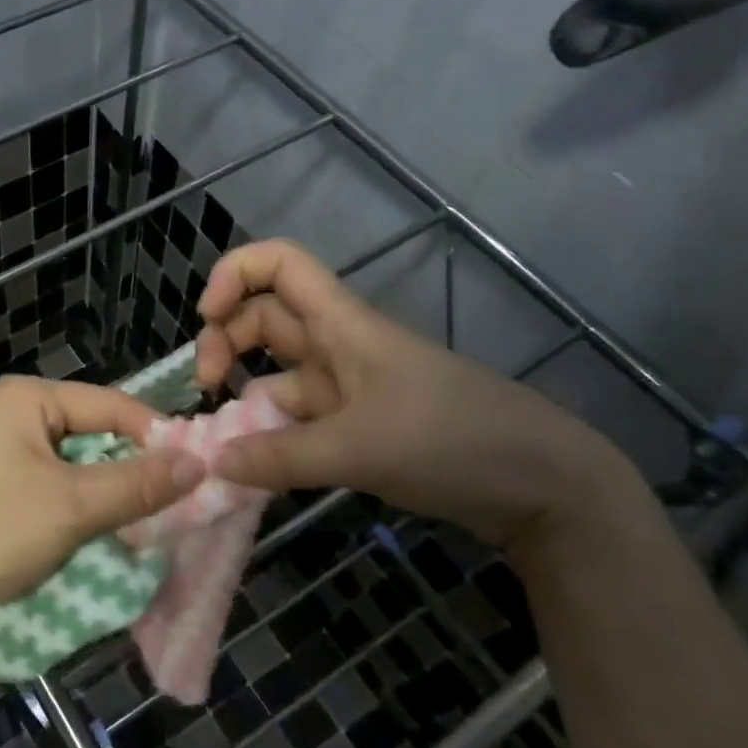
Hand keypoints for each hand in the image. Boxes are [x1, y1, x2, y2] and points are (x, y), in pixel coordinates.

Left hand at [0, 377, 204, 639]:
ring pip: (76, 465)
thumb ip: (137, 483)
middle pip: (93, 433)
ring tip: (150, 521)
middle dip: (133, 468)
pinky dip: (81, 508)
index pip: (111, 404)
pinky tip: (105, 532)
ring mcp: (1, 453)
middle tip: (180, 501)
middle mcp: (14, 415)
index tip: (200, 471)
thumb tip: (200, 462)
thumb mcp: (72, 505)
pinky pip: (54, 488)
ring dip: (109, 493)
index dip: (157, 436)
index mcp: (27, 398)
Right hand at [193, 240, 632, 547]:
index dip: (233, 274)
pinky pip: (297, 421)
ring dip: (244, 397)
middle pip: (263, 319)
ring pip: (276, 374)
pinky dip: (270, 437)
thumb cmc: (452, 439)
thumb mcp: (359, 449)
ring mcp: (347, 388)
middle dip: (224, 343)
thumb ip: (280, 457)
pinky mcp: (357, 426)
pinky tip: (254, 469)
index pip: (279, 264)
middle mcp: (338, 347)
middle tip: (208, 390)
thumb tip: (211, 463)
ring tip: (222, 442)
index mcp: (342, 324)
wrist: (541, 484)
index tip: (206, 316)